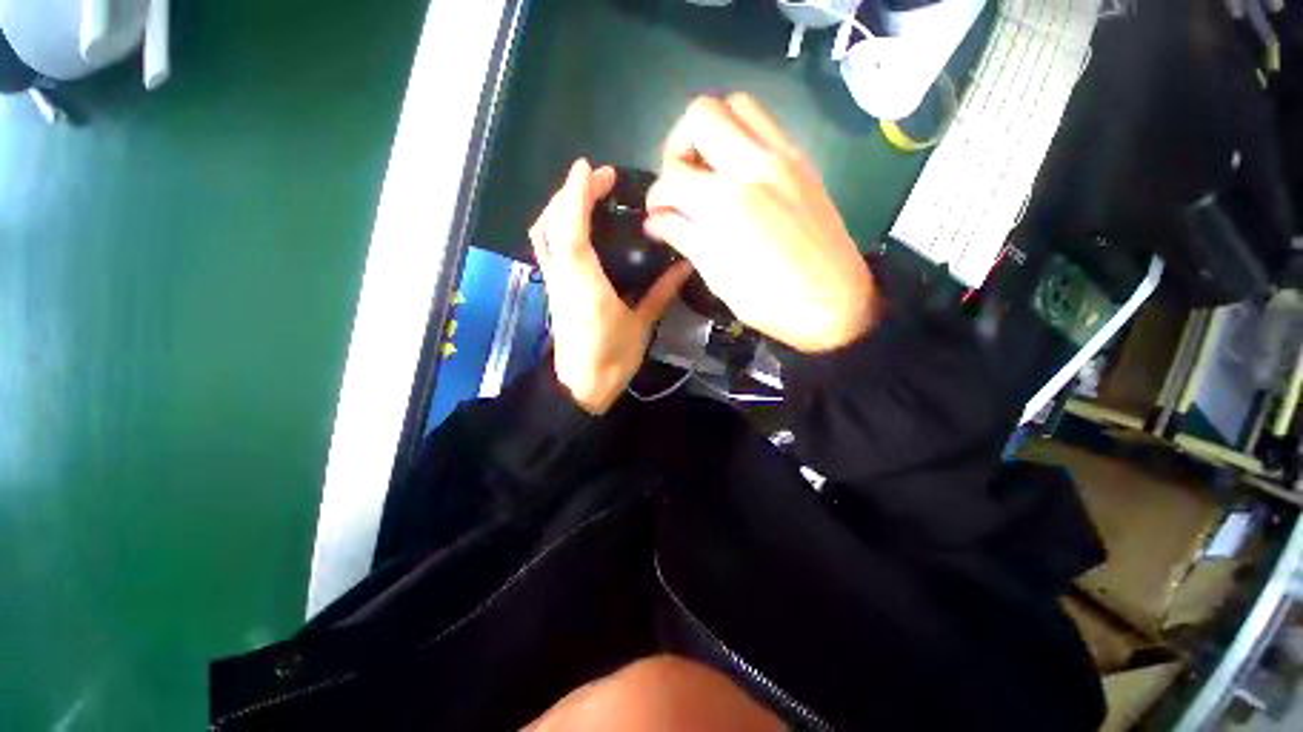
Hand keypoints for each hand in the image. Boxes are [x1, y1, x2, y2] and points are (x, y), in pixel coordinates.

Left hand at [530, 159, 692, 414]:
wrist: (582, 386)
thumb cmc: (613, 358)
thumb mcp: (640, 325)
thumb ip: (661, 293)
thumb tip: (685, 266)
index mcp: (584, 285)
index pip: (572, 231)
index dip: (578, 196)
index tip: (592, 168)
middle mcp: (563, 277)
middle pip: (550, 226)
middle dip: (570, 194)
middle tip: (600, 180)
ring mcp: (555, 283)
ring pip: (544, 235)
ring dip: (561, 207)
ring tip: (588, 196)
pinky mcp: (555, 290)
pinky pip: (549, 250)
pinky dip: (560, 228)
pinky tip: (581, 226)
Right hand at [644, 94, 876, 352]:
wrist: (834, 303)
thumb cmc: (769, 300)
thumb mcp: (717, 275)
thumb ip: (683, 236)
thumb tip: (656, 220)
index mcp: (724, 202)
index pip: (672, 177)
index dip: (656, 197)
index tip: (658, 214)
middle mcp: (752, 165)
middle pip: (701, 114)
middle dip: (678, 145)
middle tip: (680, 179)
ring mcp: (783, 158)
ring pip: (737, 106)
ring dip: (713, 130)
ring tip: (708, 169)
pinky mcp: (802, 163)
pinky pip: (766, 125)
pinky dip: (742, 136)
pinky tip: (738, 173)